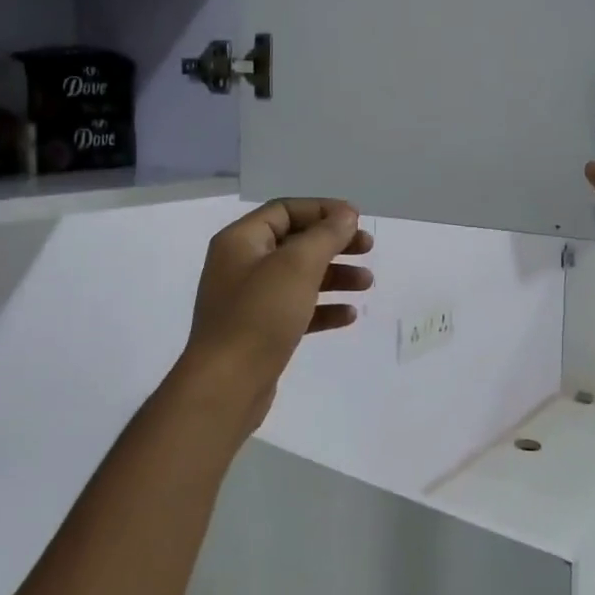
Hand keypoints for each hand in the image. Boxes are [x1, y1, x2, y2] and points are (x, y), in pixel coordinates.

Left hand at [178, 199, 374, 428]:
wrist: (226, 385)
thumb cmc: (260, 315)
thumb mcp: (297, 266)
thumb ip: (325, 235)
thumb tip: (346, 215)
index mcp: (241, 241)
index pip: (285, 210)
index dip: (322, 210)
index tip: (357, 219)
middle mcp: (241, 265)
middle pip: (295, 242)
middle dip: (334, 243)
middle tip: (368, 248)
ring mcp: (249, 300)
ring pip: (299, 277)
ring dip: (335, 275)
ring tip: (367, 283)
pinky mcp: (259, 332)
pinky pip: (296, 309)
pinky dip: (322, 308)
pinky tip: (349, 315)